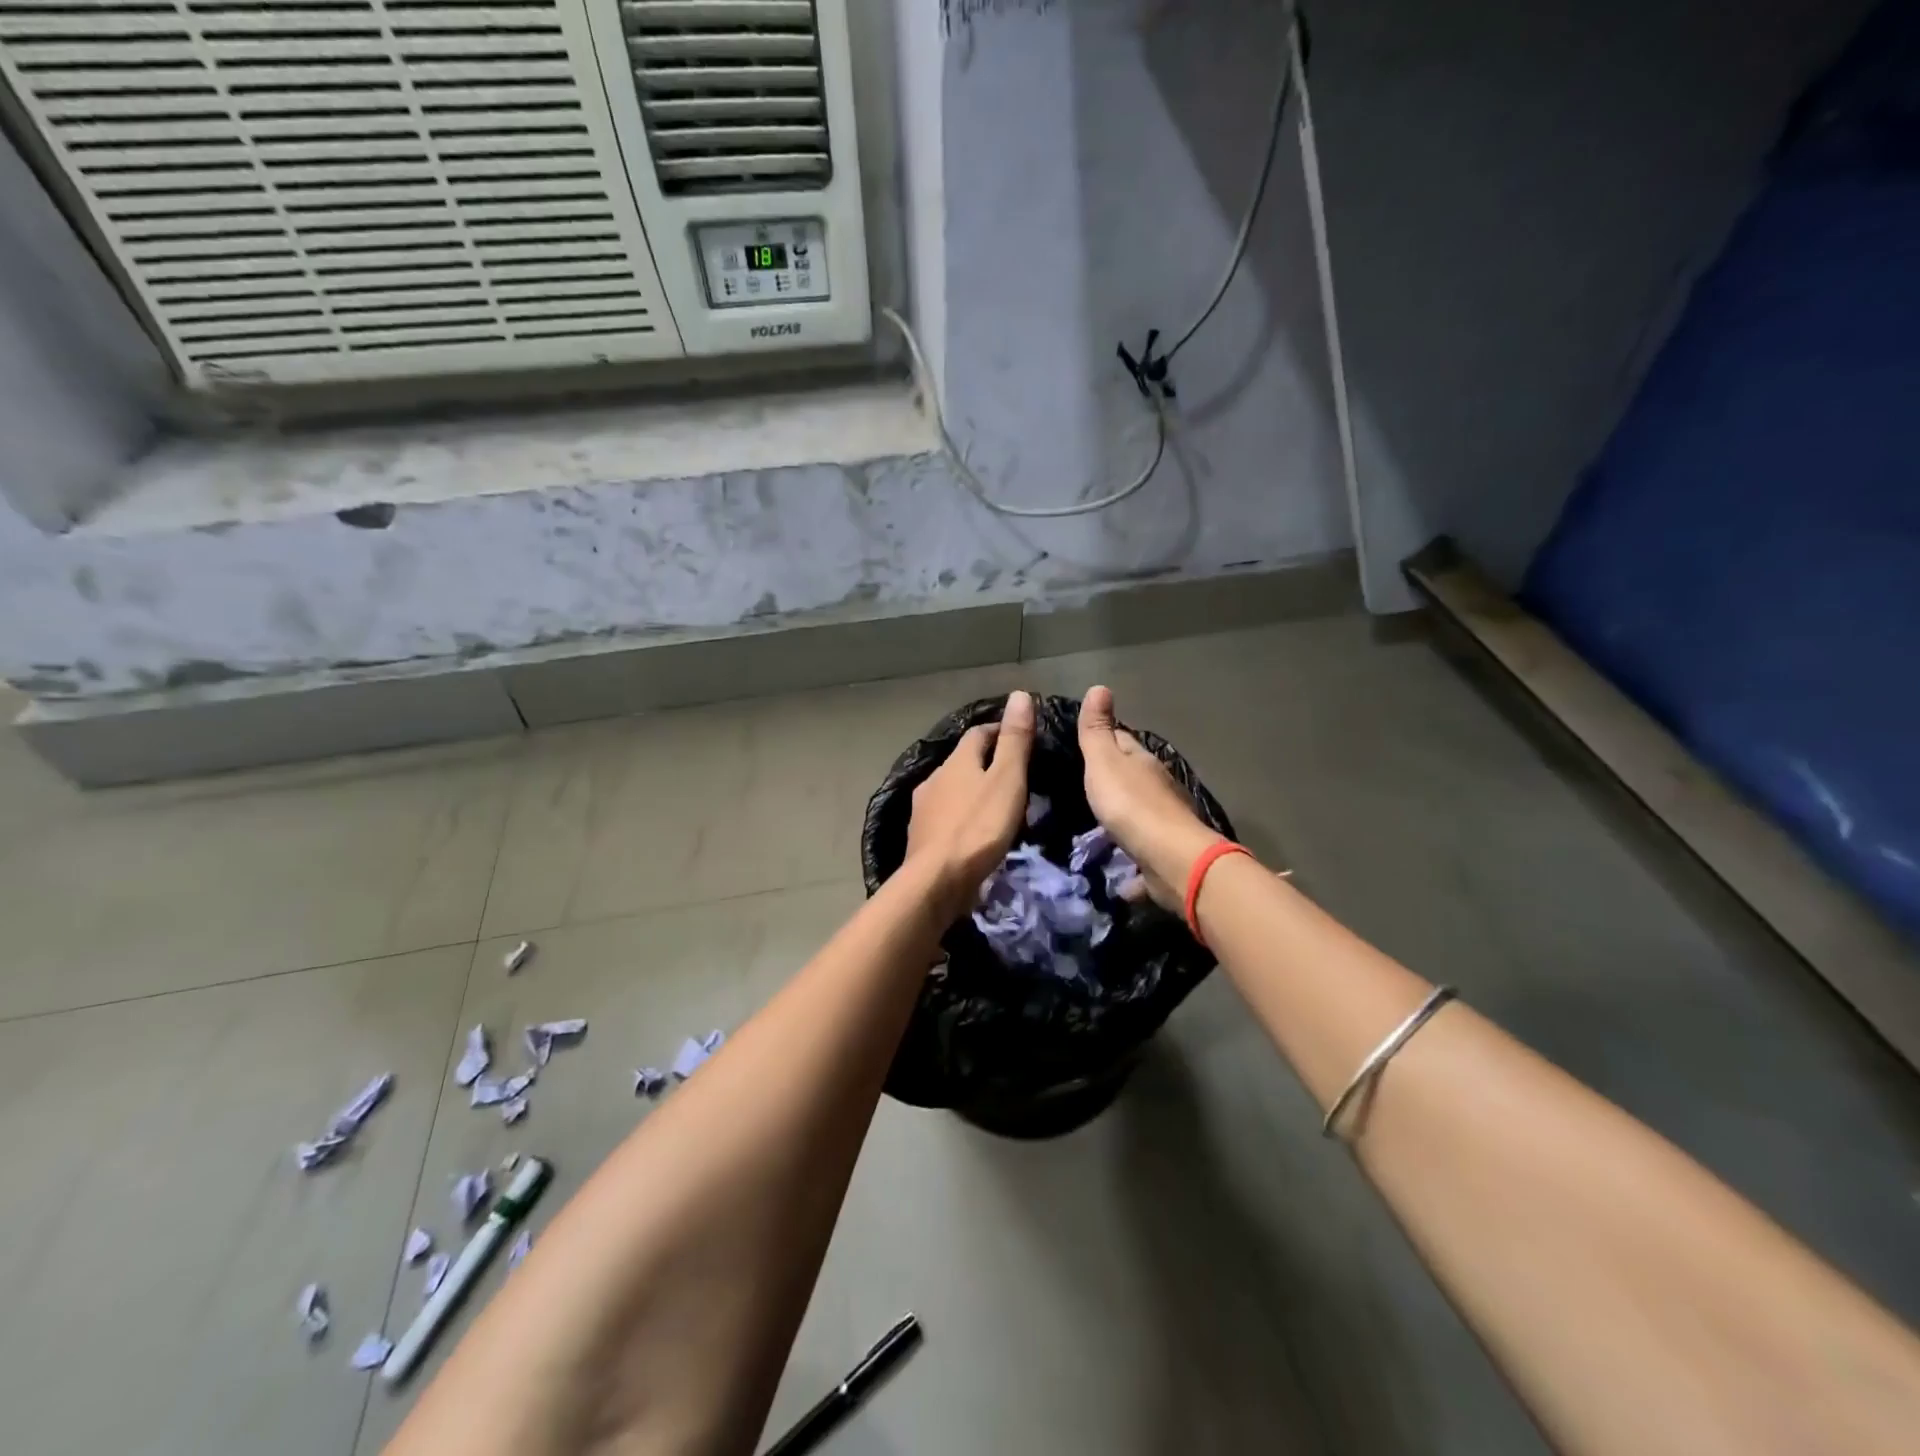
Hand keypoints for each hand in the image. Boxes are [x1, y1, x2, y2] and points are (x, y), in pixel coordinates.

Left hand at [905, 690, 1036, 914]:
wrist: (937, 880)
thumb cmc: (978, 827)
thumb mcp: (1007, 780)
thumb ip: (1014, 740)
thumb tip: (1019, 694)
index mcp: (956, 761)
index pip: (978, 733)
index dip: (1000, 731)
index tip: (1021, 739)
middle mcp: (934, 778)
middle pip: (963, 761)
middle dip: (986, 763)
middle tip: (1015, 775)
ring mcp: (923, 808)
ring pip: (952, 789)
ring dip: (972, 791)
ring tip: (997, 805)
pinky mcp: (921, 836)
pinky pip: (945, 816)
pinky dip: (961, 816)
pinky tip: (973, 831)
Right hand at [1078, 685, 1222, 911]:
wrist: (1172, 860)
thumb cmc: (1132, 806)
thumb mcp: (1105, 762)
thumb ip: (1097, 731)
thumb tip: (1099, 686)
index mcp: (1143, 763)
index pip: (1123, 741)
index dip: (1105, 738)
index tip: (1085, 740)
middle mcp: (1158, 789)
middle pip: (1134, 777)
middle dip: (1114, 779)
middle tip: (1085, 785)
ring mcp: (1165, 823)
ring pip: (1140, 814)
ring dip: (1124, 817)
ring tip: (1097, 825)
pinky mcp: (1164, 856)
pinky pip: (1143, 855)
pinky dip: (1132, 862)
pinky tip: (1119, 874)